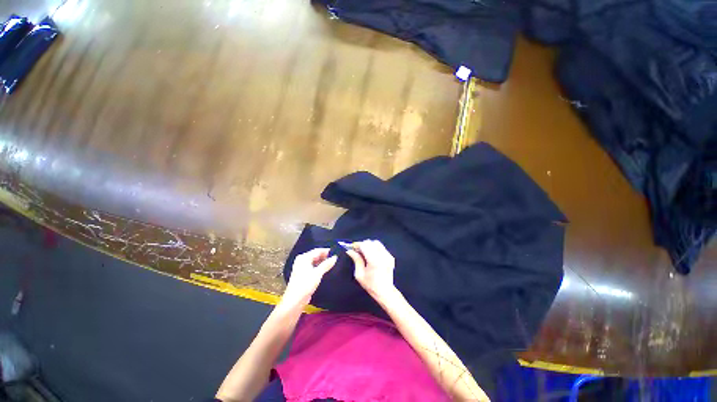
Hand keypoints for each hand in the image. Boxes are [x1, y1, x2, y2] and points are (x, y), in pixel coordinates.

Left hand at [283, 248, 336, 306]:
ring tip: (332, 264)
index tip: (336, 252)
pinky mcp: (303, 274)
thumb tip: (335, 257)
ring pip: (314, 261)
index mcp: (304, 258)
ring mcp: (302, 267)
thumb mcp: (318, 273)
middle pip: (315, 255)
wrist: (295, 301)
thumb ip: (327, 264)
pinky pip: (313, 267)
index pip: (317, 250)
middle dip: (325, 256)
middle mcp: (302, 260)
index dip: (327, 251)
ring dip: (322, 262)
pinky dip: (319, 267)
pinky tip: (325, 270)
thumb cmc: (305, 285)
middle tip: (335, 258)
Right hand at [346, 240, 396, 300]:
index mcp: (374, 260)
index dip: (357, 245)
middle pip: (370, 242)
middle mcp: (382, 256)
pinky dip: (375, 248)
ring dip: (369, 245)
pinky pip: (381, 247)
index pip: (365, 245)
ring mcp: (388, 255)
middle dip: (363, 245)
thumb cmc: (370, 285)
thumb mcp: (359, 274)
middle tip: (358, 251)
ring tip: (365, 253)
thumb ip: (356, 260)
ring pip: (376, 243)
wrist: (385, 291)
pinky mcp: (390, 256)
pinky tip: (373, 255)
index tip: (352, 247)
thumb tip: (350, 251)